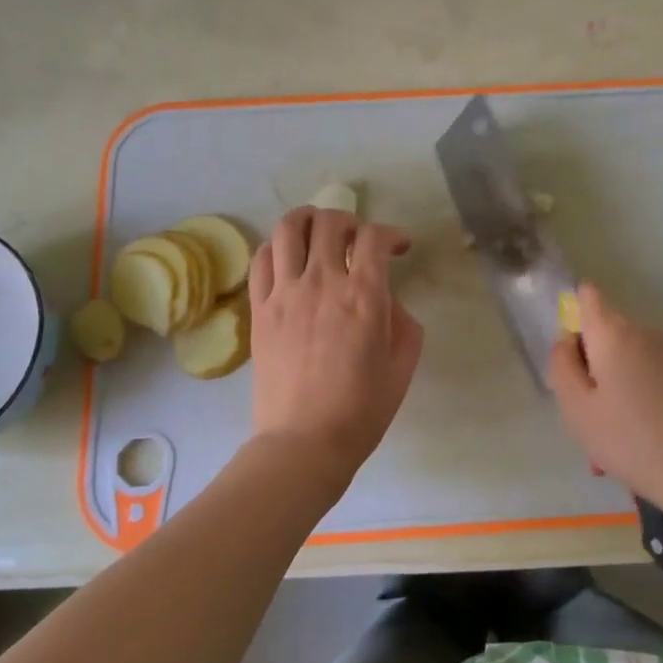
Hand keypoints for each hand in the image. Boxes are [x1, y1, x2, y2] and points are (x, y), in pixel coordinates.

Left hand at [247, 206, 422, 490]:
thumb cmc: (361, 410)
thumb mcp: (402, 365)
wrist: (304, 442)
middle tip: (358, 239)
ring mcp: (285, 293)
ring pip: (288, 228)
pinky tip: (288, 259)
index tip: (399, 247)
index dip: (391, 233)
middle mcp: (322, 282)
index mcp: (364, 296)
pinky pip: (261, 259)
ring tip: (318, 233)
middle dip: (350, 221)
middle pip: (330, 222)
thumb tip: (388, 300)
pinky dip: (276, 247)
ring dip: (309, 221)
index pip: (374, 238)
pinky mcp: (260, 309)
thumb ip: (403, 321)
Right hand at [547, 283, 662, 522]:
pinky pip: (643, 376)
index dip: (572, 317)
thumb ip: (562, 364)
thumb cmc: (629, 440)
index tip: (569, 359)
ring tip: (605, 444)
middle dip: (587, 369)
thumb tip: (567, 341)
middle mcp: (643, 332)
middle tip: (583, 416)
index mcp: (614, 333)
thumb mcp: (576, 407)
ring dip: (607, 391)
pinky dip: (630, 399)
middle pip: (602, 335)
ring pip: (621, 361)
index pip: (587, 296)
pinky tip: (630, 443)